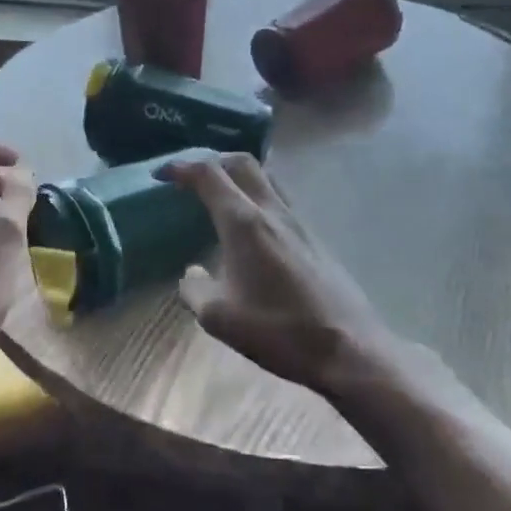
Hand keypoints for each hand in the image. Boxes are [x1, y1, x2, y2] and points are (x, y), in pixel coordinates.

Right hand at [161, 152, 396, 396]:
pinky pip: (279, 199)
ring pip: (264, 178)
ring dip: (237, 177)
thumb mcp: (220, 318)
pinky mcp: (314, 236)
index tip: (161, 175)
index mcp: (244, 222)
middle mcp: (271, 210)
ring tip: (219, 197)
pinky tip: (250, 229)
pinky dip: (256, 197)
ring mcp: (298, 221)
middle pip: (241, 163)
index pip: (209, 174)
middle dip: (211, 161)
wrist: (349, 348)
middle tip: (190, 179)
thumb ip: (195, 290)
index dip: (181, 167)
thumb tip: (190, 274)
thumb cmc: (279, 330)